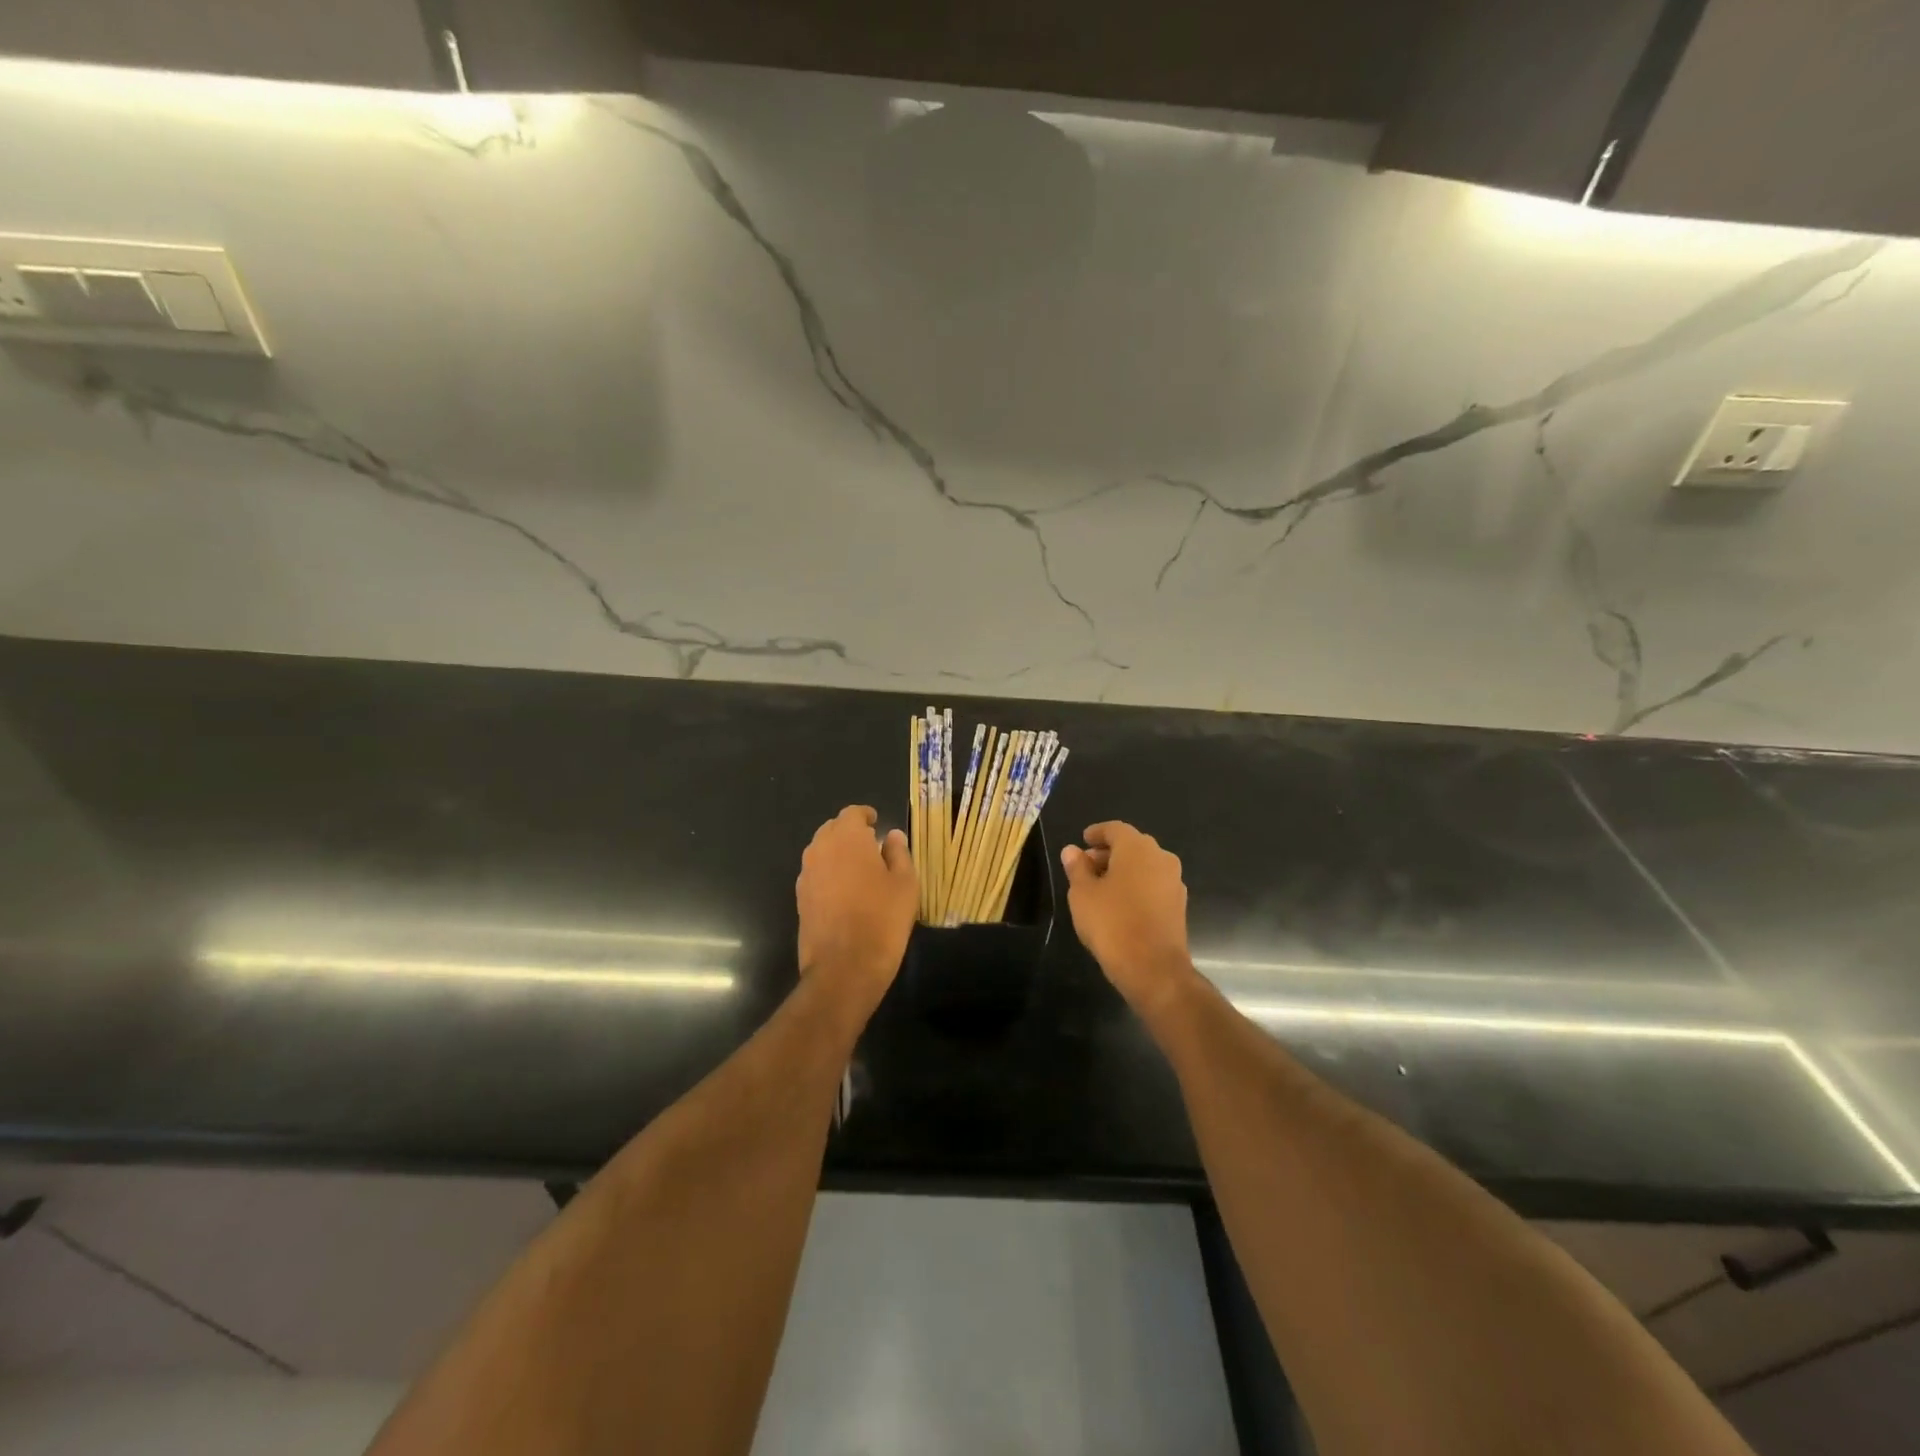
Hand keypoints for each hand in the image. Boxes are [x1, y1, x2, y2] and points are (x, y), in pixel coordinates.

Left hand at [796, 805, 916, 1015]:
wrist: (844, 967)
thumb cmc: (882, 919)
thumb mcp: (905, 884)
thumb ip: (899, 853)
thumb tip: (891, 836)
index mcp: (847, 838)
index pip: (852, 813)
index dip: (865, 816)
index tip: (877, 824)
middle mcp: (820, 849)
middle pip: (833, 829)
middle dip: (850, 833)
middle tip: (872, 846)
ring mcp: (806, 874)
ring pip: (821, 851)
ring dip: (838, 853)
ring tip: (860, 870)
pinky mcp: (800, 898)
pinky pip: (816, 874)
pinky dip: (829, 874)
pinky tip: (845, 892)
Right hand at [1061, 821, 1199, 1019]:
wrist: (1153, 968)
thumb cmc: (1112, 923)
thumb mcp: (1083, 894)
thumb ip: (1077, 868)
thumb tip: (1072, 850)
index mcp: (1137, 848)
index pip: (1115, 829)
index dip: (1097, 833)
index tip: (1083, 840)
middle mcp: (1161, 858)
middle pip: (1132, 846)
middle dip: (1108, 852)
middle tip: (1086, 865)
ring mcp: (1174, 882)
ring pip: (1144, 866)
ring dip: (1123, 870)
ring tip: (1100, 886)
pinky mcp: (1178, 905)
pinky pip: (1153, 884)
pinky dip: (1136, 886)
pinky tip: (1119, 903)